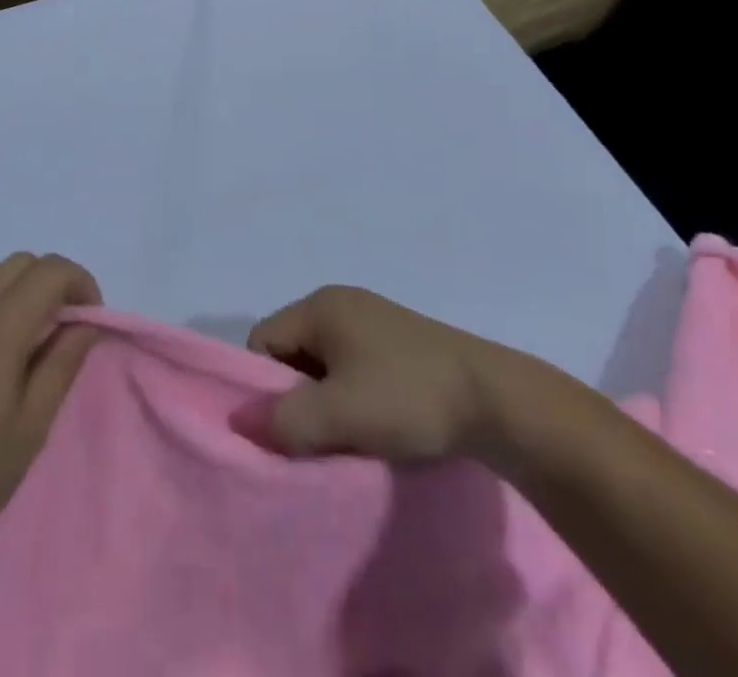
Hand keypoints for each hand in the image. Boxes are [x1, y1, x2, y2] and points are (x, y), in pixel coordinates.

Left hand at [0, 253, 102, 556]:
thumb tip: (87, 322)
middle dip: (52, 282)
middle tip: (63, 329)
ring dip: (20, 289)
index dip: (81, 284)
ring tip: (27, 342)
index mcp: (0, 322)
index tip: (90, 321)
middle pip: (22, 262)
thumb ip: (64, 361)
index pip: (52, 270)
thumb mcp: (32, 424)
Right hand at [248, 285, 549, 463]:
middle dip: (296, 395)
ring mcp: (372, 319)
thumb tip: (241, 422)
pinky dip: (353, 395)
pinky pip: (353, 367)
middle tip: (319, 436)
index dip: (264, 387)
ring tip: (351, 434)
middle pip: (291, 351)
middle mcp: (341, 302)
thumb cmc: (407, 397)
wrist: (496, 400)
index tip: (288, 428)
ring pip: (324, 363)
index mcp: (320, 305)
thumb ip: (284, 419)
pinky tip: (376, 422)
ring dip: (326, 400)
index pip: (262, 340)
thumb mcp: (339, 414)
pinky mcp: (398, 341)